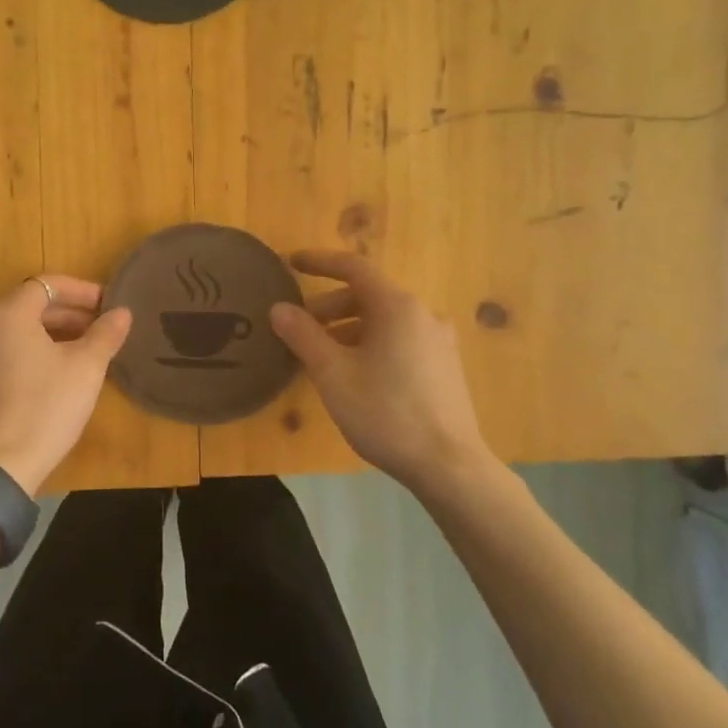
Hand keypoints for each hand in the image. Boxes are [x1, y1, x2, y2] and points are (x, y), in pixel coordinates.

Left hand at [0, 275, 132, 494]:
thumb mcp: (86, 367)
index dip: (82, 291)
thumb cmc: (47, 406)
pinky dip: (23, 356)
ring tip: (77, 352)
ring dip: (46, 335)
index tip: (108, 306)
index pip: (48, 285)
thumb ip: (105, 333)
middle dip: (66, 314)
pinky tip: (47, 377)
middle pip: (27, 307)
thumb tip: (122, 312)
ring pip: (11, 333)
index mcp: (6, 313)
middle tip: (98, 329)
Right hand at [269, 250, 490, 492]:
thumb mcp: (333, 374)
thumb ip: (303, 336)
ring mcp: (438, 341)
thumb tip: (279, 308)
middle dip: (329, 307)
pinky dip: (370, 344)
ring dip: (348, 329)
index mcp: (397, 307)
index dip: (320, 262)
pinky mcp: (444, 366)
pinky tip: (355, 375)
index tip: (291, 263)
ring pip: (384, 321)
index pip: (354, 268)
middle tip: (300, 329)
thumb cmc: (385, 413)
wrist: (448, 465)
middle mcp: (423, 314)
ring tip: (322, 357)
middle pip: (369, 296)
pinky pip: (400, 340)